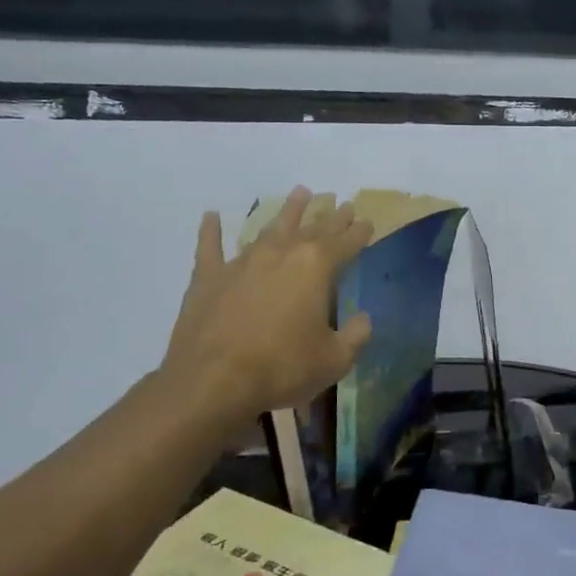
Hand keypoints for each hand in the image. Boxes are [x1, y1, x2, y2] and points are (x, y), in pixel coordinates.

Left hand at [158, 187, 373, 428]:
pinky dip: (211, 230)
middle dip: (330, 217)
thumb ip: (355, 336)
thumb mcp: (334, 360)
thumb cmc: (282, 368)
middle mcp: (280, 254)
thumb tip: (363, 319)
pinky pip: (210, 246)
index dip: (359, 232)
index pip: (345, 242)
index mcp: (315, 267)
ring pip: (269, 227)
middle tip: (342, 204)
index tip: (367, 221)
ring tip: (301, 193)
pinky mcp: (208, 278)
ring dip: (287, 211)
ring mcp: (241, 262)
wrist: (212, 382)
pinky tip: (211, 215)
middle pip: (312, 229)